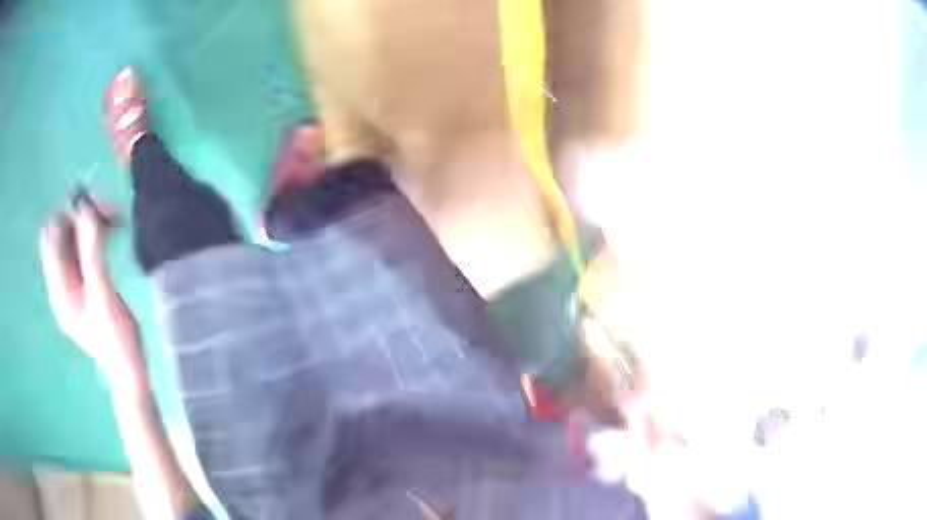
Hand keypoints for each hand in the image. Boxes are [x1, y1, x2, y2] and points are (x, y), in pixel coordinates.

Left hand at [40, 203, 143, 386]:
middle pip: (63, 235)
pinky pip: (83, 250)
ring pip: (74, 240)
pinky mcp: (84, 285)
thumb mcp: (102, 295)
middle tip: (109, 212)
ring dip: (90, 225)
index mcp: (59, 288)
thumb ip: (92, 253)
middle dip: (82, 217)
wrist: (128, 370)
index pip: (53, 236)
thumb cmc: (115, 339)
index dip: (70, 215)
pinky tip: (110, 233)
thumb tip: (87, 210)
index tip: (94, 208)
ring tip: (114, 220)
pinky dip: (94, 237)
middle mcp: (61, 282)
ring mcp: (72, 285)